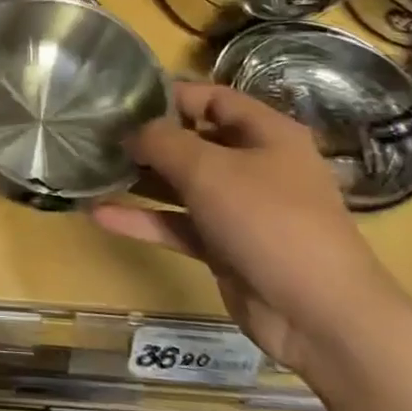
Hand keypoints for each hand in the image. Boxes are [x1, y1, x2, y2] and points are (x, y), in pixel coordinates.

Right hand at [93, 82, 407, 368]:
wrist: (319, 315)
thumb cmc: (269, 221)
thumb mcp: (209, 170)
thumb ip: (163, 142)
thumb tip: (132, 132)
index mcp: (266, 134)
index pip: (212, 99)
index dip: (169, 95)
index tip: (121, 100)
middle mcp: (254, 166)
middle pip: (193, 141)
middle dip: (147, 139)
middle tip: (97, 136)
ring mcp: (239, 209)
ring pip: (181, 185)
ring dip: (140, 180)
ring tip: (92, 170)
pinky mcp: (224, 247)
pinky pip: (177, 224)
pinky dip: (143, 219)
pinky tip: (100, 214)